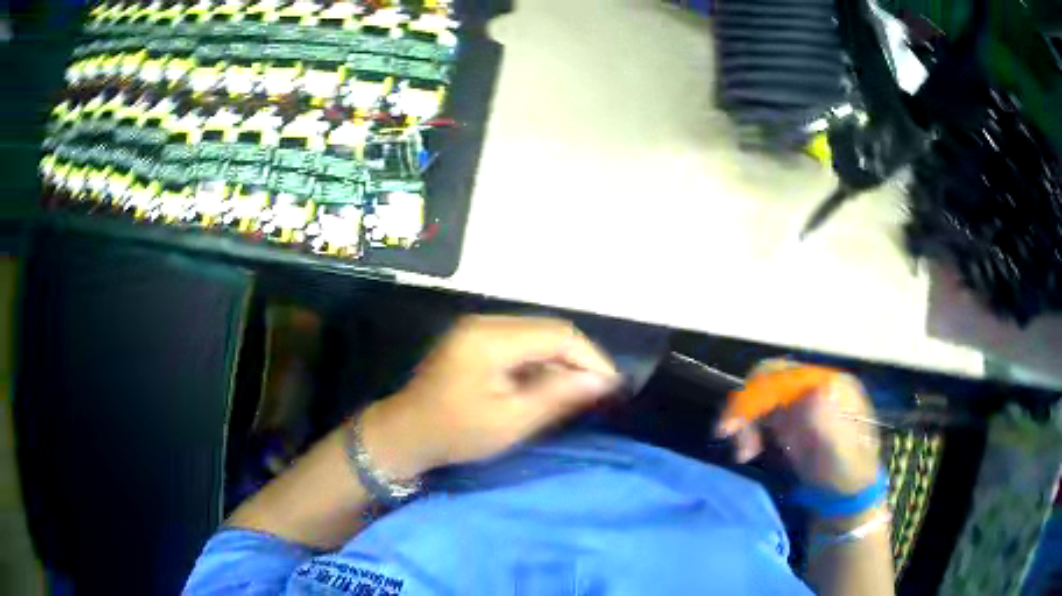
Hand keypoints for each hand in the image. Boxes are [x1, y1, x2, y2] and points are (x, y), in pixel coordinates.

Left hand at [359, 315, 620, 477]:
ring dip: (562, 359)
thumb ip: (557, 397)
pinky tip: (550, 384)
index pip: (557, 335)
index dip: (590, 358)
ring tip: (580, 389)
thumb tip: (602, 381)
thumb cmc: (455, 433)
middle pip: (549, 330)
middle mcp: (485, 323)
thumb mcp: (510, 421)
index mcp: (490, 340)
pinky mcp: (475, 339)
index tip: (612, 385)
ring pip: (537, 334)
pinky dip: (541, 361)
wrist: (405, 433)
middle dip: (579, 358)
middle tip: (599, 389)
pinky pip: (521, 342)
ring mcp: (478, 329)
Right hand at [719, 361, 881, 493]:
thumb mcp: (844, 455)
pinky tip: (748, 452)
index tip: (732, 426)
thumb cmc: (849, 475)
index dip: (757, 394)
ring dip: (744, 420)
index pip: (787, 375)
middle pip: (769, 379)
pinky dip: (748, 430)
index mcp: (831, 384)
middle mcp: (813, 385)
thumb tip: (816, 390)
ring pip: (759, 396)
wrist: (846, 495)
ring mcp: (800, 401)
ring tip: (742, 454)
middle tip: (728, 436)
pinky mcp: (789, 418)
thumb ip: (830, 426)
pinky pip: (760, 414)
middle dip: (745, 406)